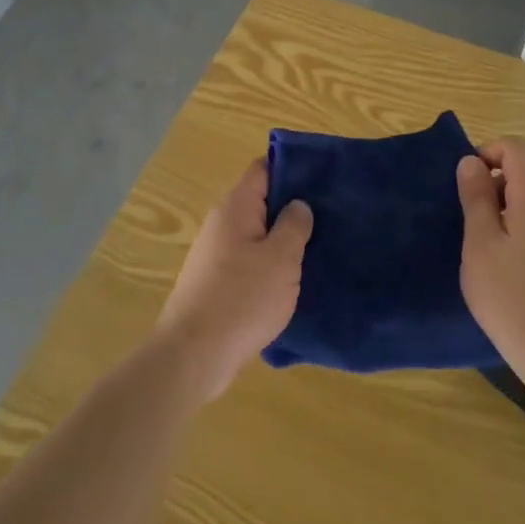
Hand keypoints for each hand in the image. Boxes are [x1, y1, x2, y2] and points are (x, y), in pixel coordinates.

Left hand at [155, 158, 312, 400]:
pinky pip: (249, 261)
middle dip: (292, 207)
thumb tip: (298, 204)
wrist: (194, 356)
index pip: (263, 168)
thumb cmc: (242, 299)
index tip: (323, 178)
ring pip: (256, 234)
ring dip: (282, 240)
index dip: (292, 168)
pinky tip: (292, 280)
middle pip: (261, 201)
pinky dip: (270, 265)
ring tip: (318, 248)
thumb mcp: (281, 259)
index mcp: (236, 207)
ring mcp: (216, 254)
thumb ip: (294, 225)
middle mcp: (221, 223)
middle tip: (330, 216)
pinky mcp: (216, 282)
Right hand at [457, 138, 524, 380]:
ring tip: (477, 242)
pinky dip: (512, 227)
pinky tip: (497, 263)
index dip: (486, 152)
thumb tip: (471, 162)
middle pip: (523, 171)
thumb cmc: (509, 293)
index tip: (464, 183)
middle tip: (465, 215)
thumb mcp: (480, 241)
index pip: (515, 147)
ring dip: (499, 207)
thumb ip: (476, 197)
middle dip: (490, 182)